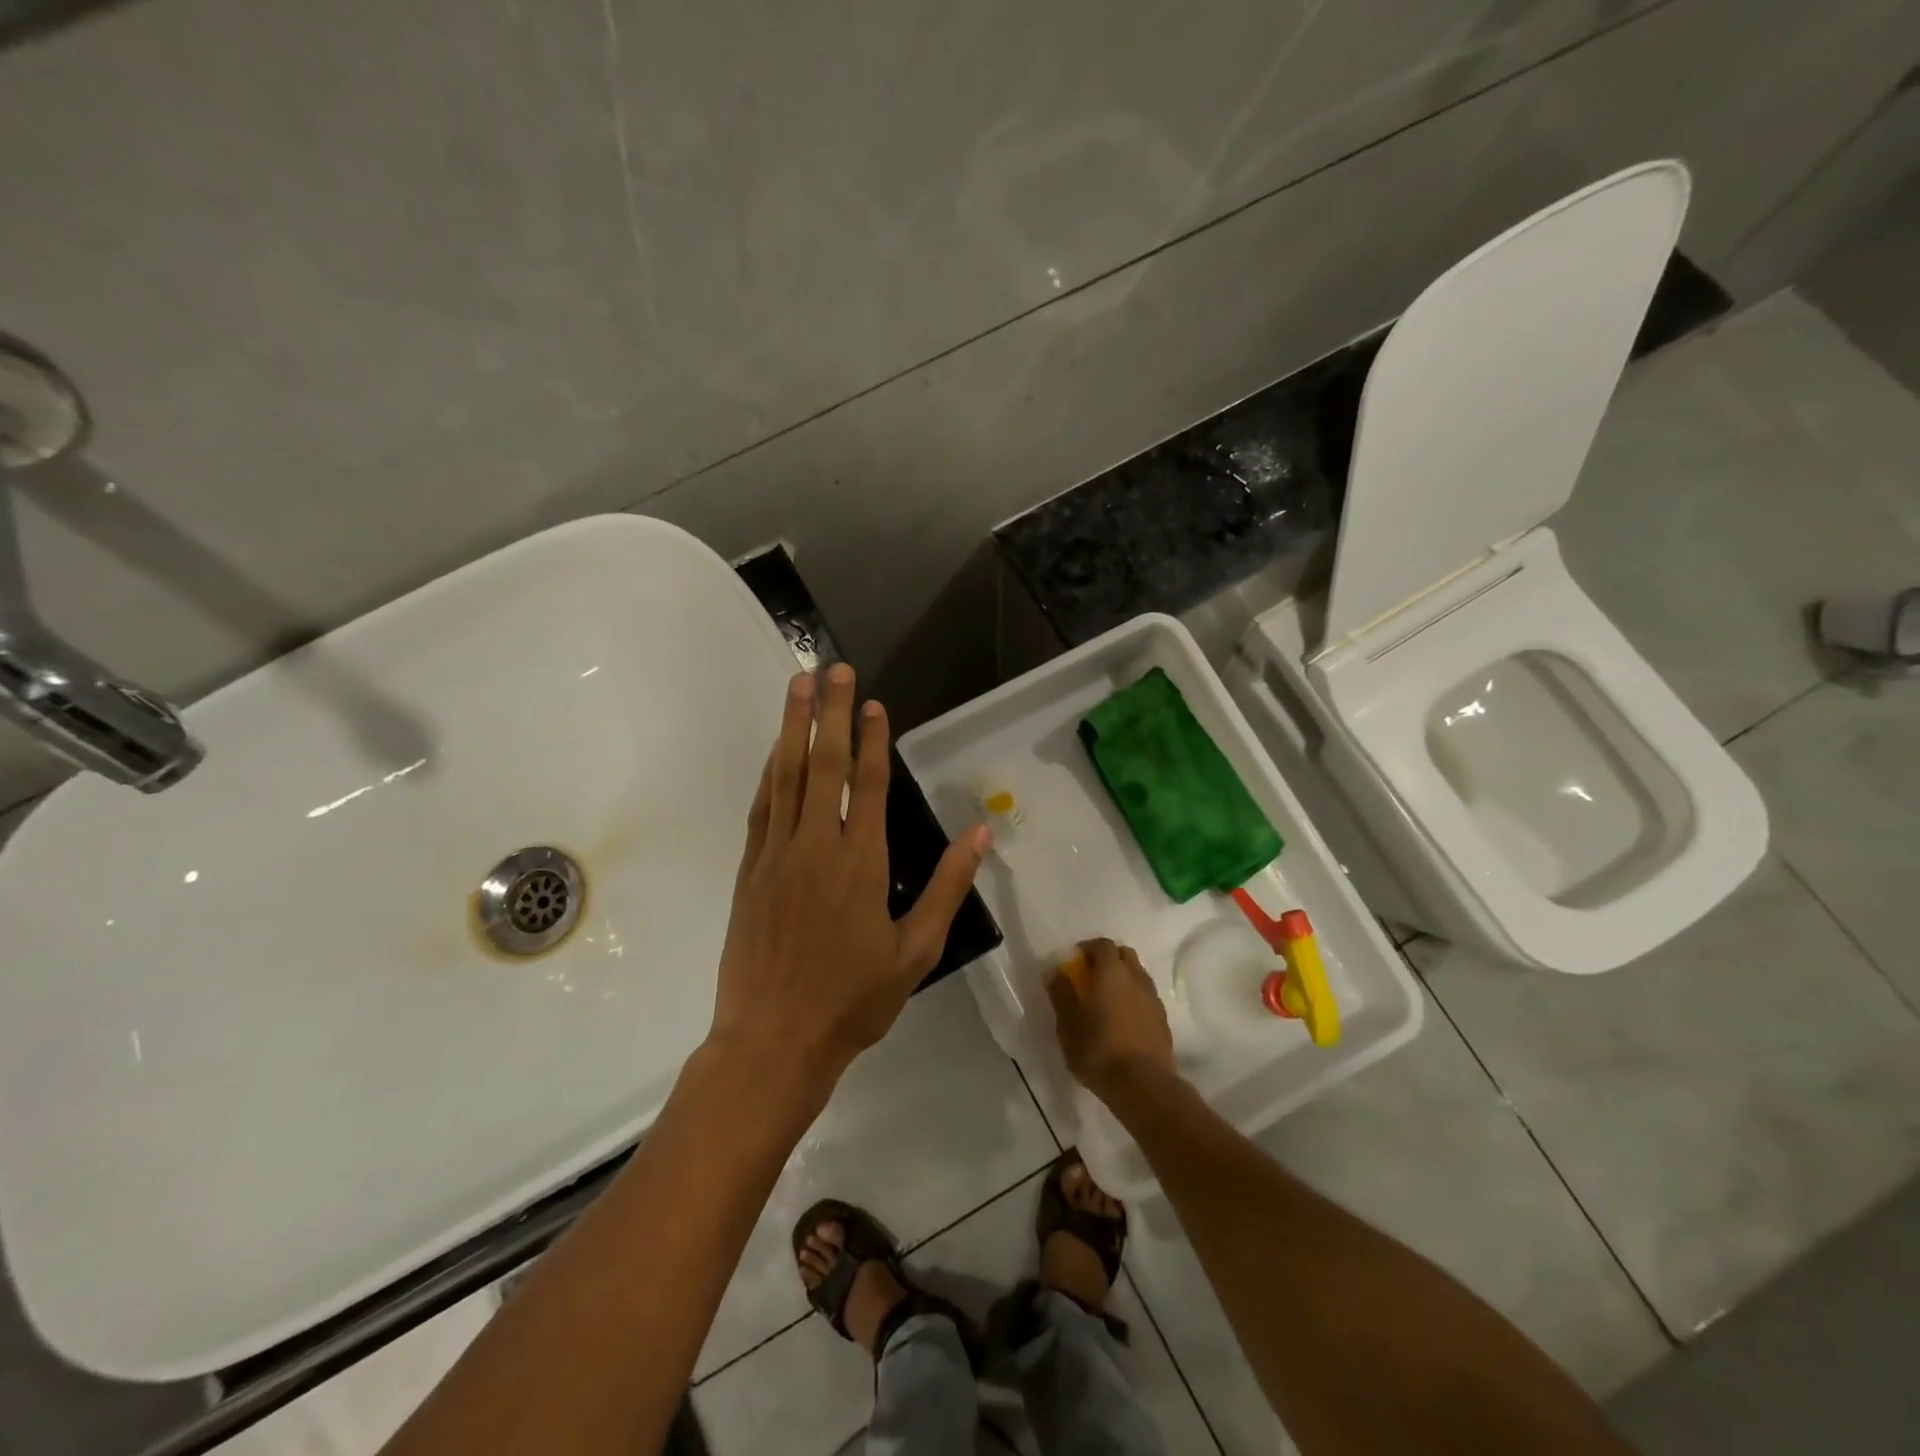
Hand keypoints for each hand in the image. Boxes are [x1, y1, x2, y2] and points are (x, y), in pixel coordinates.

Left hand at [711, 664, 988, 1097]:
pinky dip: (769, 773)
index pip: (870, 785)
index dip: (872, 739)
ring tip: (797, 686)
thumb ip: (947, 887)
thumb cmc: (853, 1001)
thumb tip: (982, 832)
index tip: (872, 702)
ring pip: (786, 777)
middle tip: (830, 668)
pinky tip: (773, 751)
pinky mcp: (750, 871)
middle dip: (828, 712)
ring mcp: (777, 855)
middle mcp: (817, 846)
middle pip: (824, 765)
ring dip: (792, 727)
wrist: (773, 1041)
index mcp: (861, 863)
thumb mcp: (916, 951)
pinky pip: (762, 808)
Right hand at [1046, 938, 1175, 1102]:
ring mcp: (1153, 998)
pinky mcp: (1163, 1019)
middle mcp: (1135, 978)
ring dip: (1123, 979)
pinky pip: (1146, 996)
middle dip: (1107, 959)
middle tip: (1091, 978)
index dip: (1088, 948)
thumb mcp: (1068, 1025)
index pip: (1102, 944)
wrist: (1144, 1086)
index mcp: (1111, 973)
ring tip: (1107, 1000)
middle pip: (1124, 954)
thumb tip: (1055, 971)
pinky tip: (1123, 1019)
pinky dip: (1134, 998)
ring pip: (1138, 975)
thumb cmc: (1099, 1051)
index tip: (1074, 962)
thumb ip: (1061, 994)